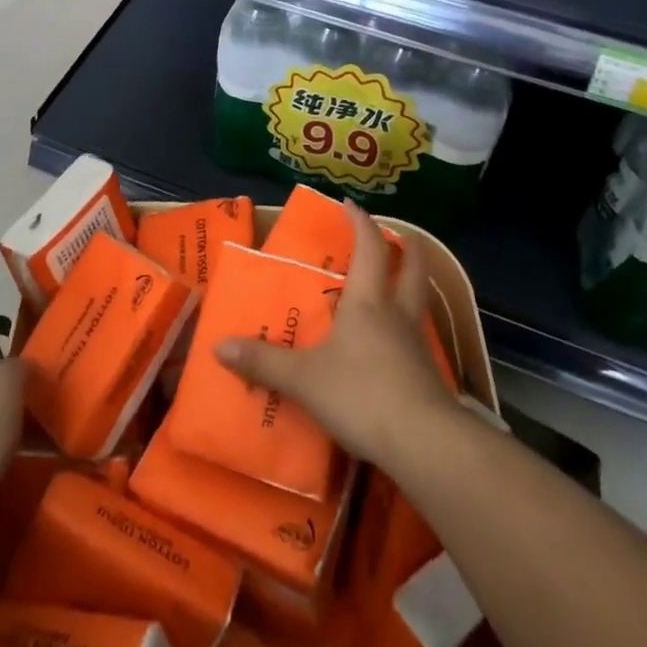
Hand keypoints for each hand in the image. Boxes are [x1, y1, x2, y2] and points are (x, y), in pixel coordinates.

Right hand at [216, 201, 462, 472]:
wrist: (423, 442)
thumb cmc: (360, 393)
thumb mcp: (303, 379)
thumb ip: (263, 362)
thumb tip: (218, 345)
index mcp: (367, 301)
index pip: (369, 247)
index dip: (360, 222)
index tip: (350, 204)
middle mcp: (396, 313)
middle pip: (412, 266)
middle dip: (405, 246)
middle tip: (397, 235)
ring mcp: (416, 343)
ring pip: (418, 299)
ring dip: (410, 283)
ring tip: (393, 284)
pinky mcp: (427, 373)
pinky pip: (416, 335)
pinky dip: (407, 325)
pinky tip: (393, 343)